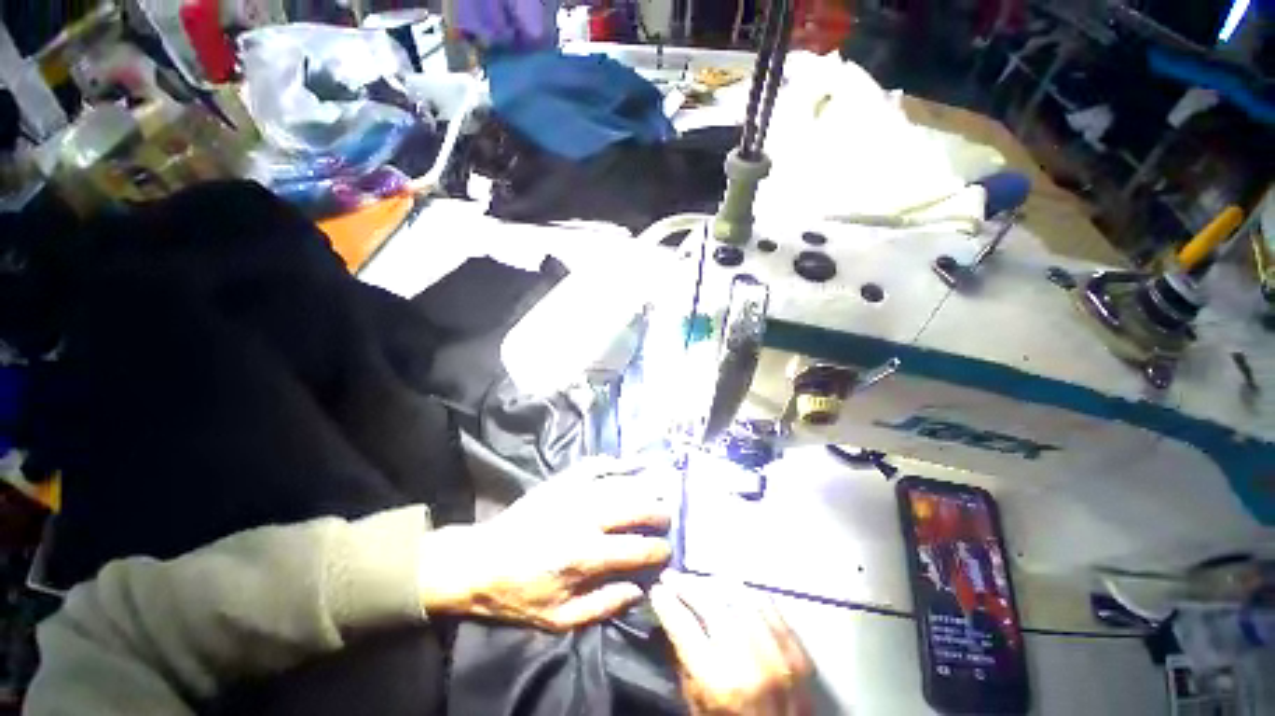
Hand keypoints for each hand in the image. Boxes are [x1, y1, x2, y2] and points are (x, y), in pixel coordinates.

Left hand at [420, 459, 673, 630]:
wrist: (481, 560)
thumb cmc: (519, 594)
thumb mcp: (559, 618)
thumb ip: (604, 605)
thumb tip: (640, 589)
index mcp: (584, 555)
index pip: (636, 549)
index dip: (658, 550)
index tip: (666, 550)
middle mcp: (585, 517)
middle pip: (634, 507)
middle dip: (658, 512)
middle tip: (668, 517)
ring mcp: (573, 492)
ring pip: (620, 483)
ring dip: (645, 486)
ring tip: (660, 489)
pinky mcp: (562, 480)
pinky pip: (596, 465)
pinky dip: (616, 462)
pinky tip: (629, 463)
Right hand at [651, 572, 812, 715]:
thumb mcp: (697, 708)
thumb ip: (684, 664)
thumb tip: (668, 620)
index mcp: (719, 682)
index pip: (683, 626)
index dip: (665, 603)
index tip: (656, 590)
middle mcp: (749, 660)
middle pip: (710, 602)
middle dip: (686, 585)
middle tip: (672, 577)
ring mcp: (778, 651)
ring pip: (738, 595)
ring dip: (713, 585)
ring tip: (699, 584)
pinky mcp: (798, 649)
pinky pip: (767, 604)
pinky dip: (744, 595)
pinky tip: (732, 594)